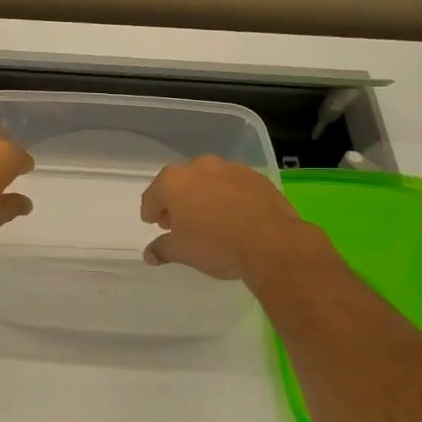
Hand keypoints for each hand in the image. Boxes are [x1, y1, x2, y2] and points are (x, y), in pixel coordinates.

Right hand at [140, 155, 329, 282]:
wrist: (272, 243)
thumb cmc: (216, 245)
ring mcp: (230, 169)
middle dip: (177, 202)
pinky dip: (228, 197)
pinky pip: (233, 185)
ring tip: (210, 220)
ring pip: (208, 181)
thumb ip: (162, 249)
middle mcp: (199, 167)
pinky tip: (235, 216)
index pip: (152, 196)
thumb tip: (149, 254)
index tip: (154, 223)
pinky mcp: (256, 177)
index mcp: (174, 182)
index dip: (150, 211)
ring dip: (203, 196)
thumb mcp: (182, 252)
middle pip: (180, 184)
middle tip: (180, 223)